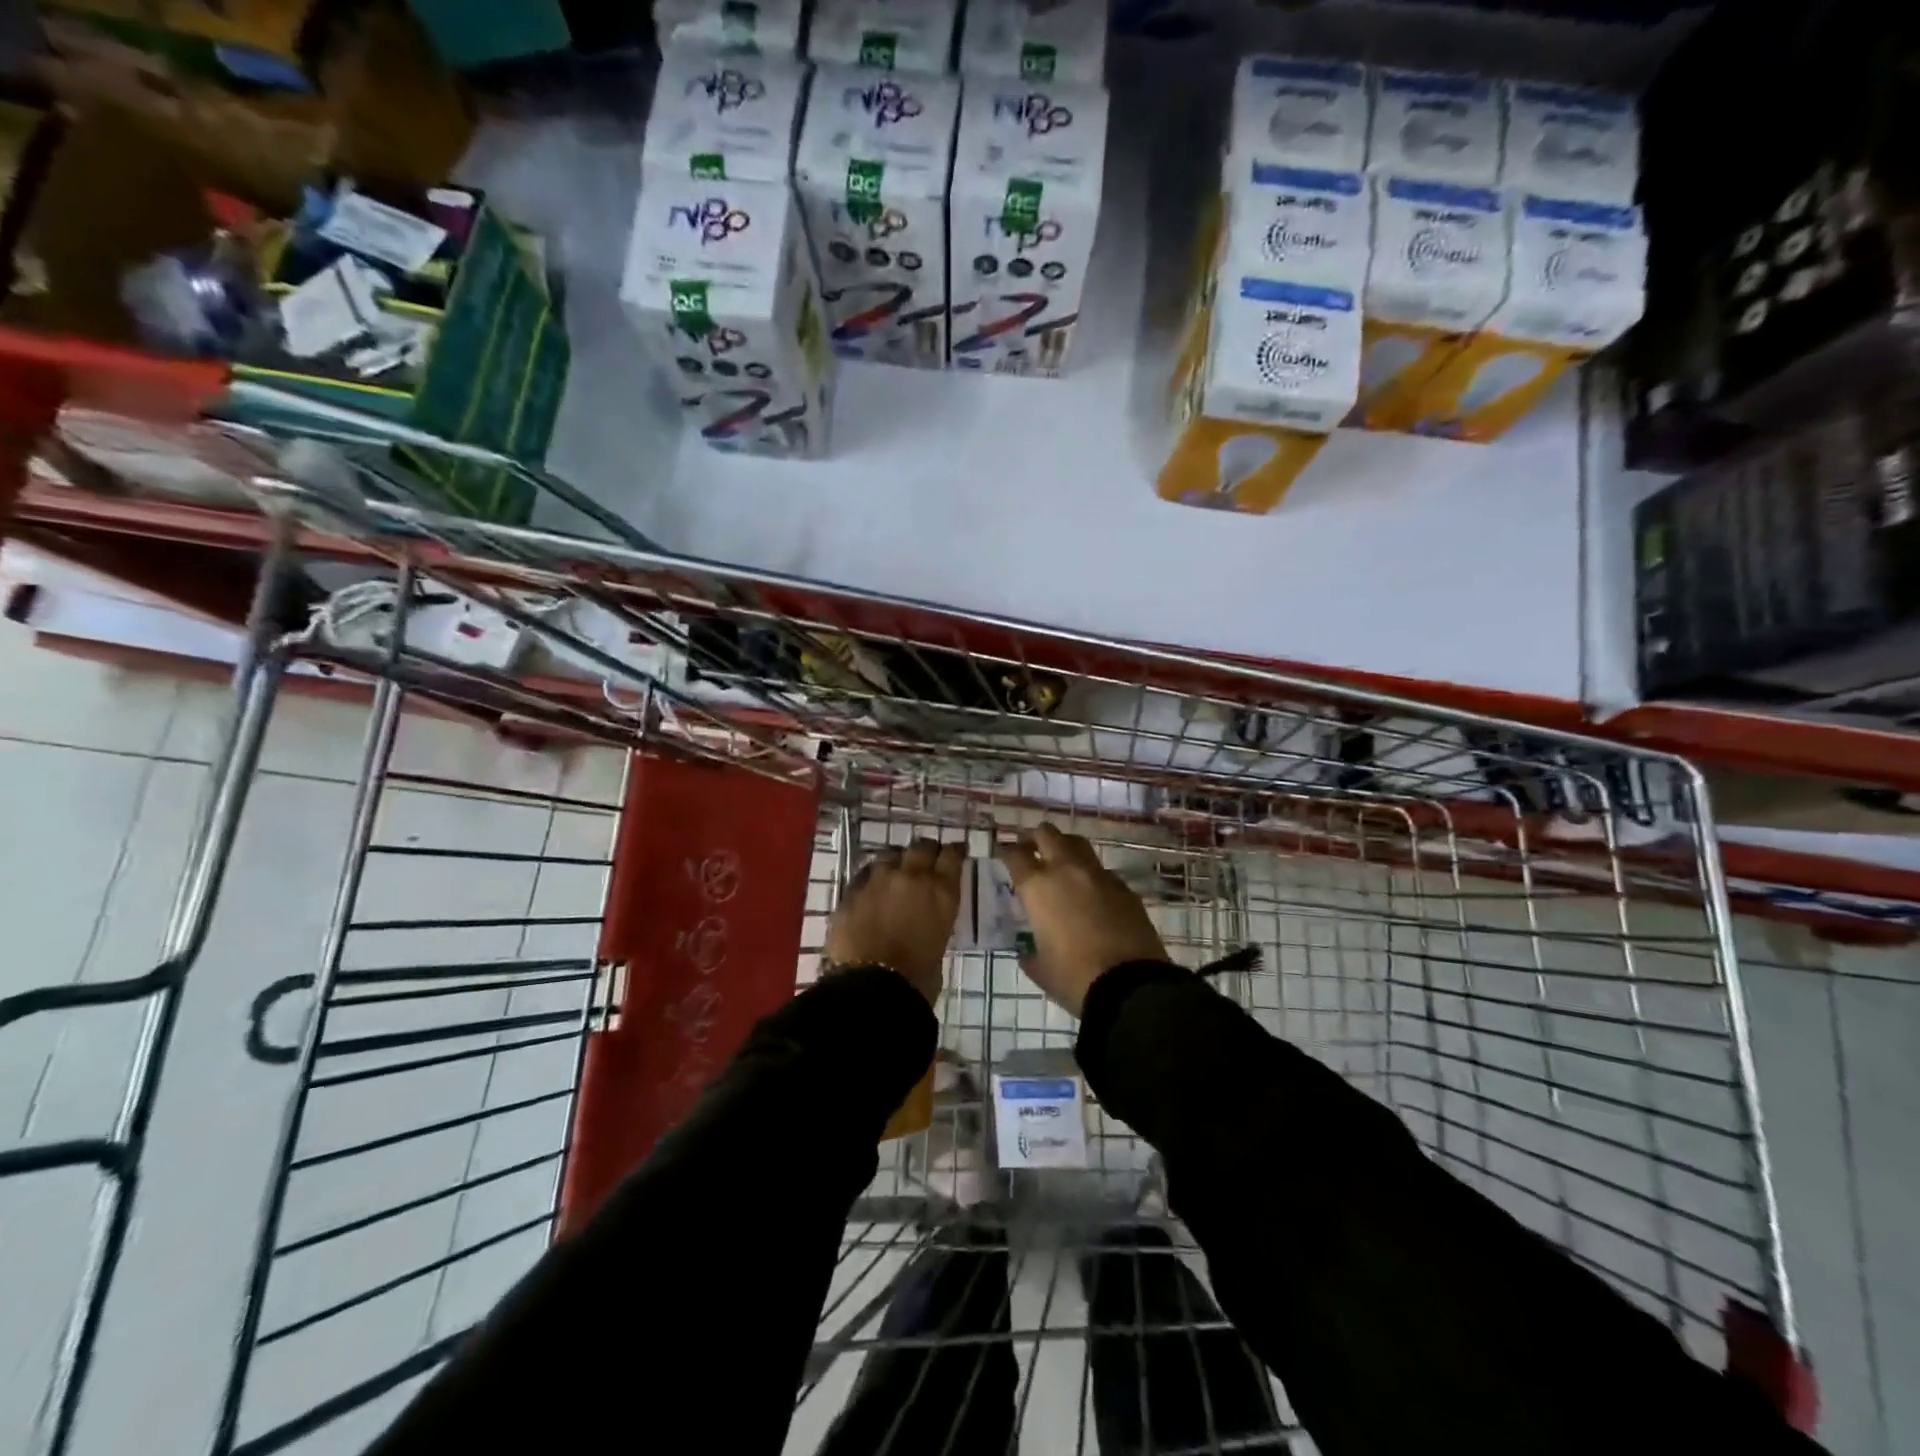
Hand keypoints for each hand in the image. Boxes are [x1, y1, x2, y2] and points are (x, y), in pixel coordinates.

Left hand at [824, 838, 964, 1003]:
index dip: (954, 852)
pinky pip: (864, 874)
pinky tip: (871, 888)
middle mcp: (912, 876)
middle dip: (926, 851)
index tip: (955, 852)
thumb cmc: (918, 977)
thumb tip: (925, 919)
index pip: (952, 856)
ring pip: (890, 854)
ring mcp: (879, 880)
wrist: (873, 987)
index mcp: (941, 891)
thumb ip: (935, 920)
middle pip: (921, 847)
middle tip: (926, 859)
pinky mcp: (852, 890)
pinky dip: (871, 878)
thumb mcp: (940, 942)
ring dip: (896, 861)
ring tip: (896, 871)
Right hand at [998, 824, 1167, 1015]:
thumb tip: (1028, 951)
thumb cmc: (1074, 978)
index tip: (1003, 853)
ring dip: (1064, 846)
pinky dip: (1090, 873)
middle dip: (1035, 837)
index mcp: (1038, 887)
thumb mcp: (1040, 969)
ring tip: (1059, 859)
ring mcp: (1099, 875)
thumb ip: (1029, 953)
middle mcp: (1066, 870)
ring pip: (1077, 843)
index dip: (1006, 851)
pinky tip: (1091, 890)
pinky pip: (1102, 870)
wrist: (1130, 986)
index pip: (1015, 855)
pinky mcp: (1125, 887)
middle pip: (1047, 834)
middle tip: (1030, 848)